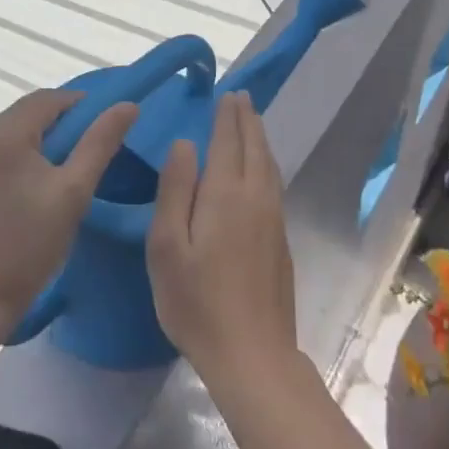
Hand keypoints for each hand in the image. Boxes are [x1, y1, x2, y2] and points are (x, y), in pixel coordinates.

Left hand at [0, 89, 137, 342]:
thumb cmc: (23, 252)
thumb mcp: (71, 195)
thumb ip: (99, 143)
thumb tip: (127, 105)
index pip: (47, 100)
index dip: (80, 107)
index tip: (104, 128)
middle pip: (25, 116)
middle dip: (57, 131)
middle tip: (82, 163)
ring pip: (7, 133)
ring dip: (33, 146)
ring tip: (54, 182)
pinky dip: (10, 160)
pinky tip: (22, 192)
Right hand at [147, 92, 298, 392]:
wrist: (252, 354)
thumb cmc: (197, 302)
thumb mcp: (168, 246)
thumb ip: (176, 189)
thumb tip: (185, 144)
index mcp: (225, 194)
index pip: (227, 142)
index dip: (226, 117)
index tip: (227, 94)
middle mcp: (255, 198)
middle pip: (254, 147)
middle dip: (247, 120)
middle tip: (242, 97)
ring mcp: (273, 219)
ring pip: (269, 165)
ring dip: (260, 138)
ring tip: (253, 122)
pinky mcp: (281, 240)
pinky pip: (274, 183)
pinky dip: (267, 162)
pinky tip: (262, 169)